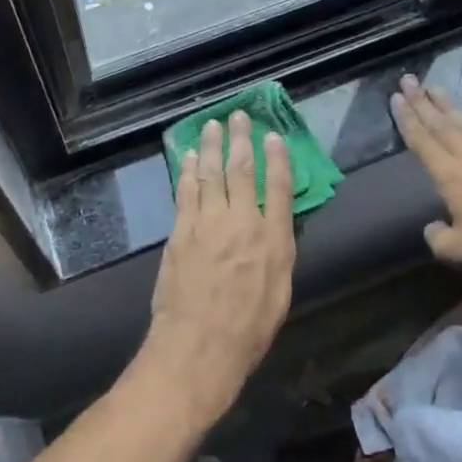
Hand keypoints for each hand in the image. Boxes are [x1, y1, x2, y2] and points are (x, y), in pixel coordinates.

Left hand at [141, 111, 295, 424]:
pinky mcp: (181, 230)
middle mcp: (243, 222)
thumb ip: (278, 254)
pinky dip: (188, 169)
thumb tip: (275, 227)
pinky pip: (185, 191)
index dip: (277, 158)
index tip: (273, 136)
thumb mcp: (280, 294)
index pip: (280, 188)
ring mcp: (209, 223)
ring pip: (211, 173)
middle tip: (238, 115)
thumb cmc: (248, 330)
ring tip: (212, 124)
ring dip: (212, 146)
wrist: (200, 345)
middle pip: (242, 171)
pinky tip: (189, 155)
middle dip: (241, 139)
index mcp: (274, 240)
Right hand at [391, 74, 461, 281]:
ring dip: (448, 105)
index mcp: (450, 176)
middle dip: (421, 101)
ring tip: (434, 88)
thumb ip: (437, 236)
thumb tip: (433, 226)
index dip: (406, 119)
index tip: (395, 98)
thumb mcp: (458, 252)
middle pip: (441, 123)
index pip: (421, 141)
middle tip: (408, 80)